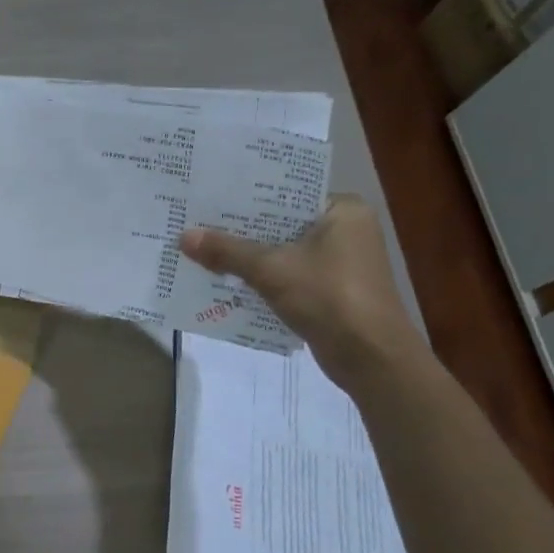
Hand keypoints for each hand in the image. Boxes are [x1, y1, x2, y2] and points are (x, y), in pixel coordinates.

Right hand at [179, 195, 423, 391]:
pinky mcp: (332, 291)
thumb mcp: (271, 270)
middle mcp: (347, 230)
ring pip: (283, 252)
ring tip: (202, 250)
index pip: (286, 194)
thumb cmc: (328, 297)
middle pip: (281, 224)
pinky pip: (288, 275)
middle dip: (242, 230)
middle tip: (197, 223)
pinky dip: (262, 279)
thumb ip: (227, 251)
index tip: (209, 197)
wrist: (371, 358)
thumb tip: (183, 236)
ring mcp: (341, 263)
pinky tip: (226, 281)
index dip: (246, 198)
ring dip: (248, 257)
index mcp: (343, 210)